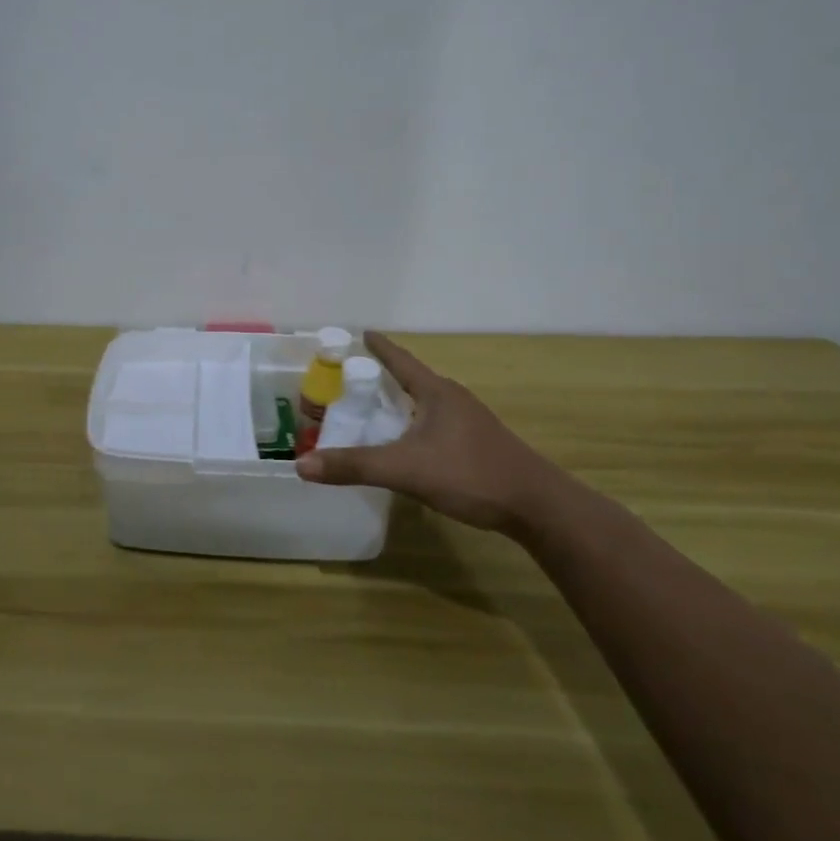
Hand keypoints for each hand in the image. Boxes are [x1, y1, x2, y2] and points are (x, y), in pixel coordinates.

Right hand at [296, 333, 562, 533]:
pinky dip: (413, 426)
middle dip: (382, 379)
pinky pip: (435, 425)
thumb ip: (354, 465)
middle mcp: (453, 400)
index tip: (362, 333)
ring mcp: (469, 422)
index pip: (401, 360)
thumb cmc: (470, 474)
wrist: (538, 507)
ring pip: (424, 405)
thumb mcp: (405, 469)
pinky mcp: (478, 445)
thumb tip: (301, 464)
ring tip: (373, 412)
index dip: (380, 347)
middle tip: (351, 381)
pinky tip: (405, 445)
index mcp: (436, 392)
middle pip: (411, 381)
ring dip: (399, 405)